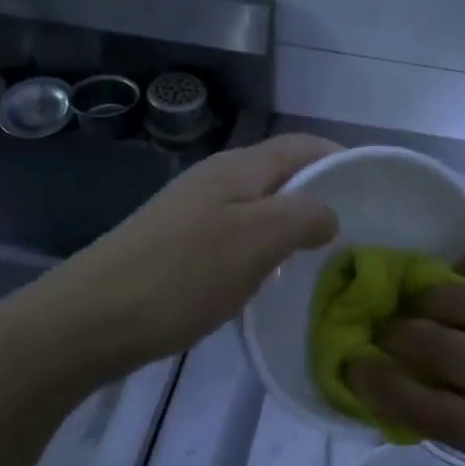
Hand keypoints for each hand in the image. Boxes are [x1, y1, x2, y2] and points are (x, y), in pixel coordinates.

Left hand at [61, 134, 339, 371]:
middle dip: (322, 195)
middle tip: (356, 232)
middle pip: (283, 173)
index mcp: (238, 168)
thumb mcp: (255, 241)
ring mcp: (194, 212)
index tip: (375, 191)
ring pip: (261, 206)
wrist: (88, 321)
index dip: (341, 158)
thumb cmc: (180, 276)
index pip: (303, 144)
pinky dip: (266, 249)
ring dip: (294, 225)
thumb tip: (329, 214)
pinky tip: (271, 278)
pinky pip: (238, 235)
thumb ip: (303, 216)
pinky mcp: (180, 245)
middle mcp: (217, 179)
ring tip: (323, 257)